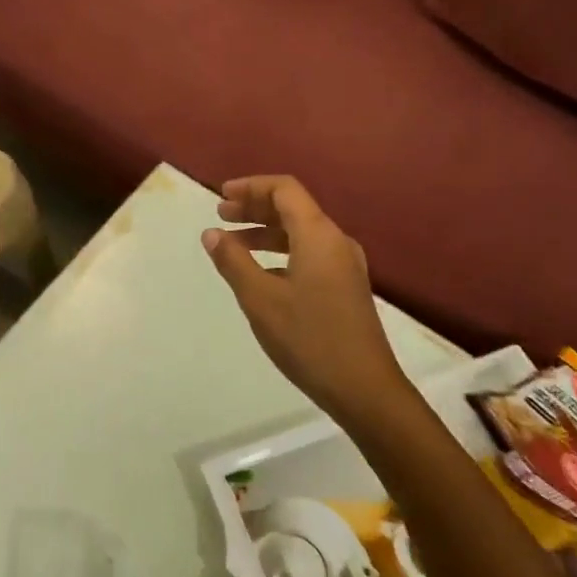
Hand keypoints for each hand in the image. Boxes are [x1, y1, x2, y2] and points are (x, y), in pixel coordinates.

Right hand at [202, 176, 411, 425]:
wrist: (365, 388)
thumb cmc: (309, 339)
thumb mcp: (260, 299)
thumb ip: (234, 261)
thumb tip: (211, 233)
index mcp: (318, 235)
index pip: (285, 189)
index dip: (251, 187)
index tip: (221, 196)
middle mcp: (336, 241)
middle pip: (293, 208)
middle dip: (255, 208)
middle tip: (220, 215)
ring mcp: (345, 265)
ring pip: (301, 233)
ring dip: (266, 232)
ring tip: (233, 245)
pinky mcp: (346, 287)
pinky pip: (310, 253)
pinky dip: (281, 253)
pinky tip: (261, 274)